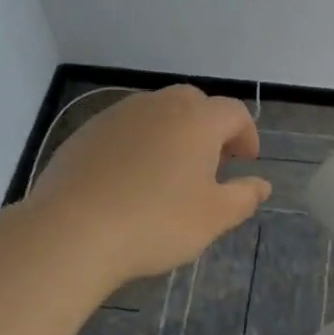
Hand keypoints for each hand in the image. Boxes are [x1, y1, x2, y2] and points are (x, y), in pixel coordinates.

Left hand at [28, 86, 271, 285]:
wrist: (72, 231)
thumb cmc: (156, 222)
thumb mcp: (214, 217)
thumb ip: (244, 196)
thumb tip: (261, 184)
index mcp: (197, 120)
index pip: (234, 112)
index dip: (247, 134)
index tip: (246, 162)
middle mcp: (159, 105)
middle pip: (194, 103)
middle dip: (210, 127)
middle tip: (212, 162)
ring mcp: (118, 115)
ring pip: (157, 113)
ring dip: (173, 133)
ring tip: (171, 171)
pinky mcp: (86, 132)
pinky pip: (125, 129)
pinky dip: (139, 144)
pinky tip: (132, 179)